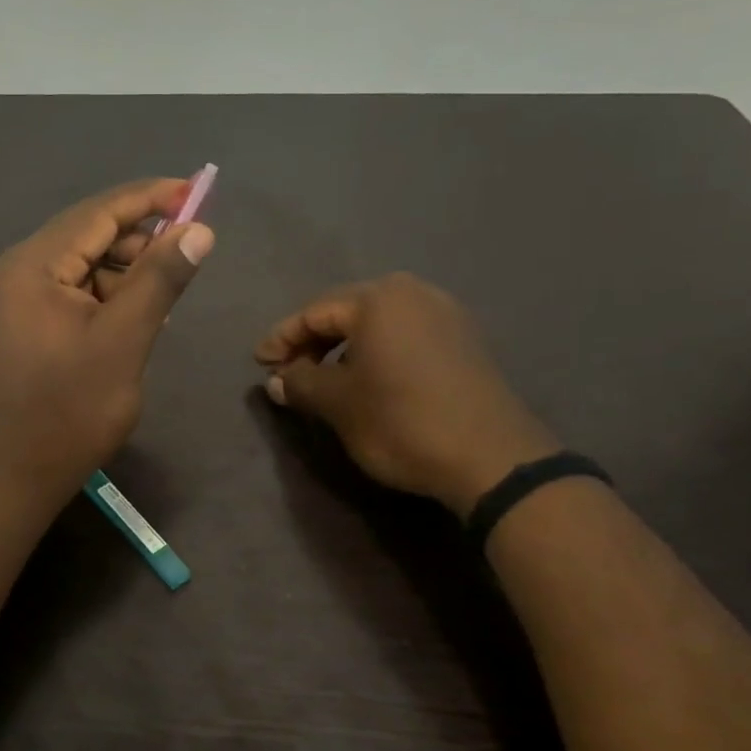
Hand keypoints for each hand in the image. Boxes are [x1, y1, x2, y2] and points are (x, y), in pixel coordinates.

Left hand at [0, 180, 215, 508]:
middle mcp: (17, 270)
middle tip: (188, 252)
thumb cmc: (71, 410)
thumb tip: (198, 230)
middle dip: (140, 239)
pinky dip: (108, 295)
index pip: (97, 213)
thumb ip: (160, 279)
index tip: (195, 191)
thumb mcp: (124, 341)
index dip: (149, 199)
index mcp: (31, 266)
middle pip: (88, 233)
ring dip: (126, 271)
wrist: (19, 474)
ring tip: (165, 296)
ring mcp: (17, 296)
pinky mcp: (25, 321)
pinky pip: (74, 290)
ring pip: (84, 264)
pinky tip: (137, 315)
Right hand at [254, 274, 558, 514]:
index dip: (282, 339)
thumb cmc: (401, 422)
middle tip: (289, 371)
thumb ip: (301, 383)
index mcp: (378, 299)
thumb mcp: (338, 404)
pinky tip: (367, 378)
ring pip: (377, 323)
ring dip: (344, 347)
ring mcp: (445, 314)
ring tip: (324, 378)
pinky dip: (377, 351)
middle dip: (313, 341)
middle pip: (346, 311)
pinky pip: (405, 334)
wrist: (491, 458)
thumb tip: (277, 380)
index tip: (260, 364)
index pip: (314, 312)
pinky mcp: (464, 339)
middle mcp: (413, 293)